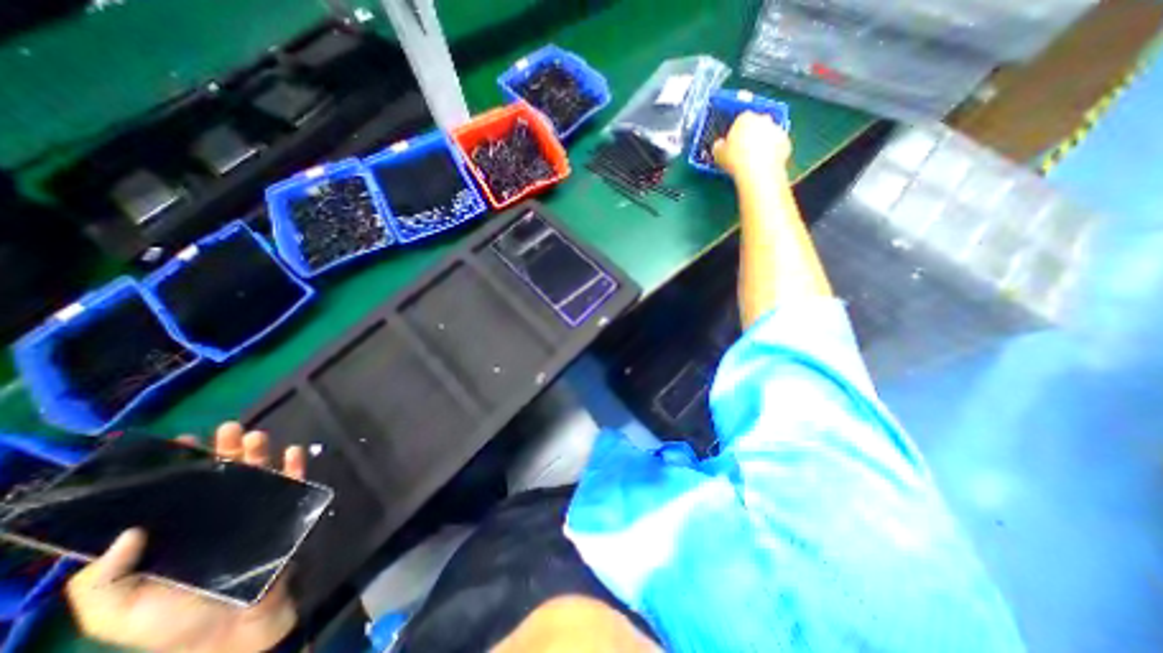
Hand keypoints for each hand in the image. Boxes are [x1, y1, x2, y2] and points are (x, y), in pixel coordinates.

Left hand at [66, 422, 305, 652]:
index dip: (177, 466)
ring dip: (259, 452)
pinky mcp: (286, 513)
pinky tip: (292, 452)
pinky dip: (295, 466)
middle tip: (228, 428)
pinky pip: (294, 484)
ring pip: (259, 473)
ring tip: (255, 436)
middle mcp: (218, 515)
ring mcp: (255, 512)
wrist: (236, 630)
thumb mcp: (118, 612)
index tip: (180, 443)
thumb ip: (102, 580)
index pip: (177, 491)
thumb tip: (129, 528)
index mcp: (179, 531)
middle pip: (222, 474)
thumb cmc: (175, 623)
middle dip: (225, 449)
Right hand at [714, 110, 795, 183]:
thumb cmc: (734, 160)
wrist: (757, 172)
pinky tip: (765, 164)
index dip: (736, 132)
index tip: (732, 143)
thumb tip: (719, 145)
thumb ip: (719, 146)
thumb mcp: (718, 154)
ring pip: (769, 134)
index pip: (740, 119)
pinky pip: (778, 146)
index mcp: (745, 118)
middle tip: (744, 151)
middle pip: (757, 124)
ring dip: (764, 143)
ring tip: (755, 160)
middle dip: (752, 134)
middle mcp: (763, 119)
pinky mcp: (787, 142)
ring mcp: (777, 129)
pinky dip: (773, 152)